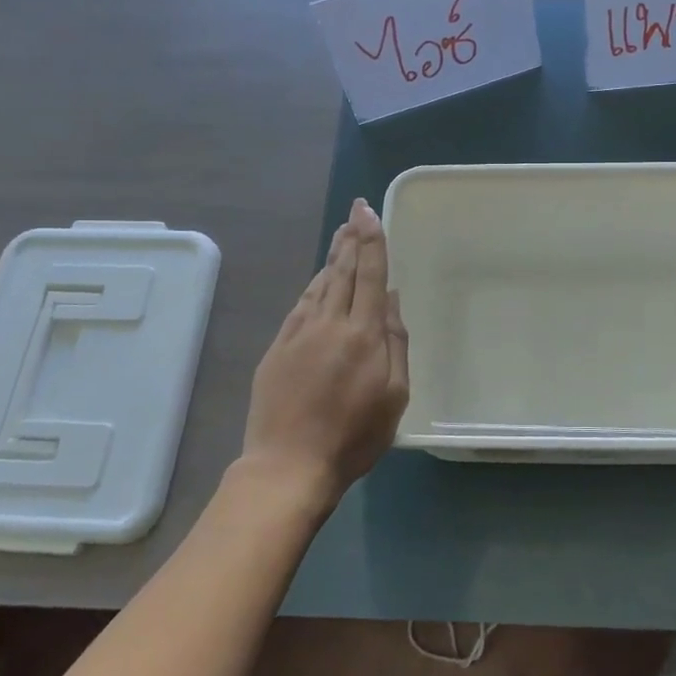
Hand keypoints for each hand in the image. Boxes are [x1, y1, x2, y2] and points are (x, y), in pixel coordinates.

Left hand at [238, 199, 408, 515]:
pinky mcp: (278, 347)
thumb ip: (396, 343)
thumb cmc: (353, 437)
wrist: (289, 465)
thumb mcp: (395, 396)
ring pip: (320, 284)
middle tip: (355, 211)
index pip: (371, 276)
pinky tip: (319, 278)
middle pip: (344, 271)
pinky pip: (300, 305)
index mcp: (364, 335)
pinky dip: (314, 285)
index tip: (369, 212)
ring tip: (342, 234)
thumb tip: (392, 300)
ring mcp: (299, 333)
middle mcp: (331, 324)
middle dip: (352, 238)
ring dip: (333, 256)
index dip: (372, 242)